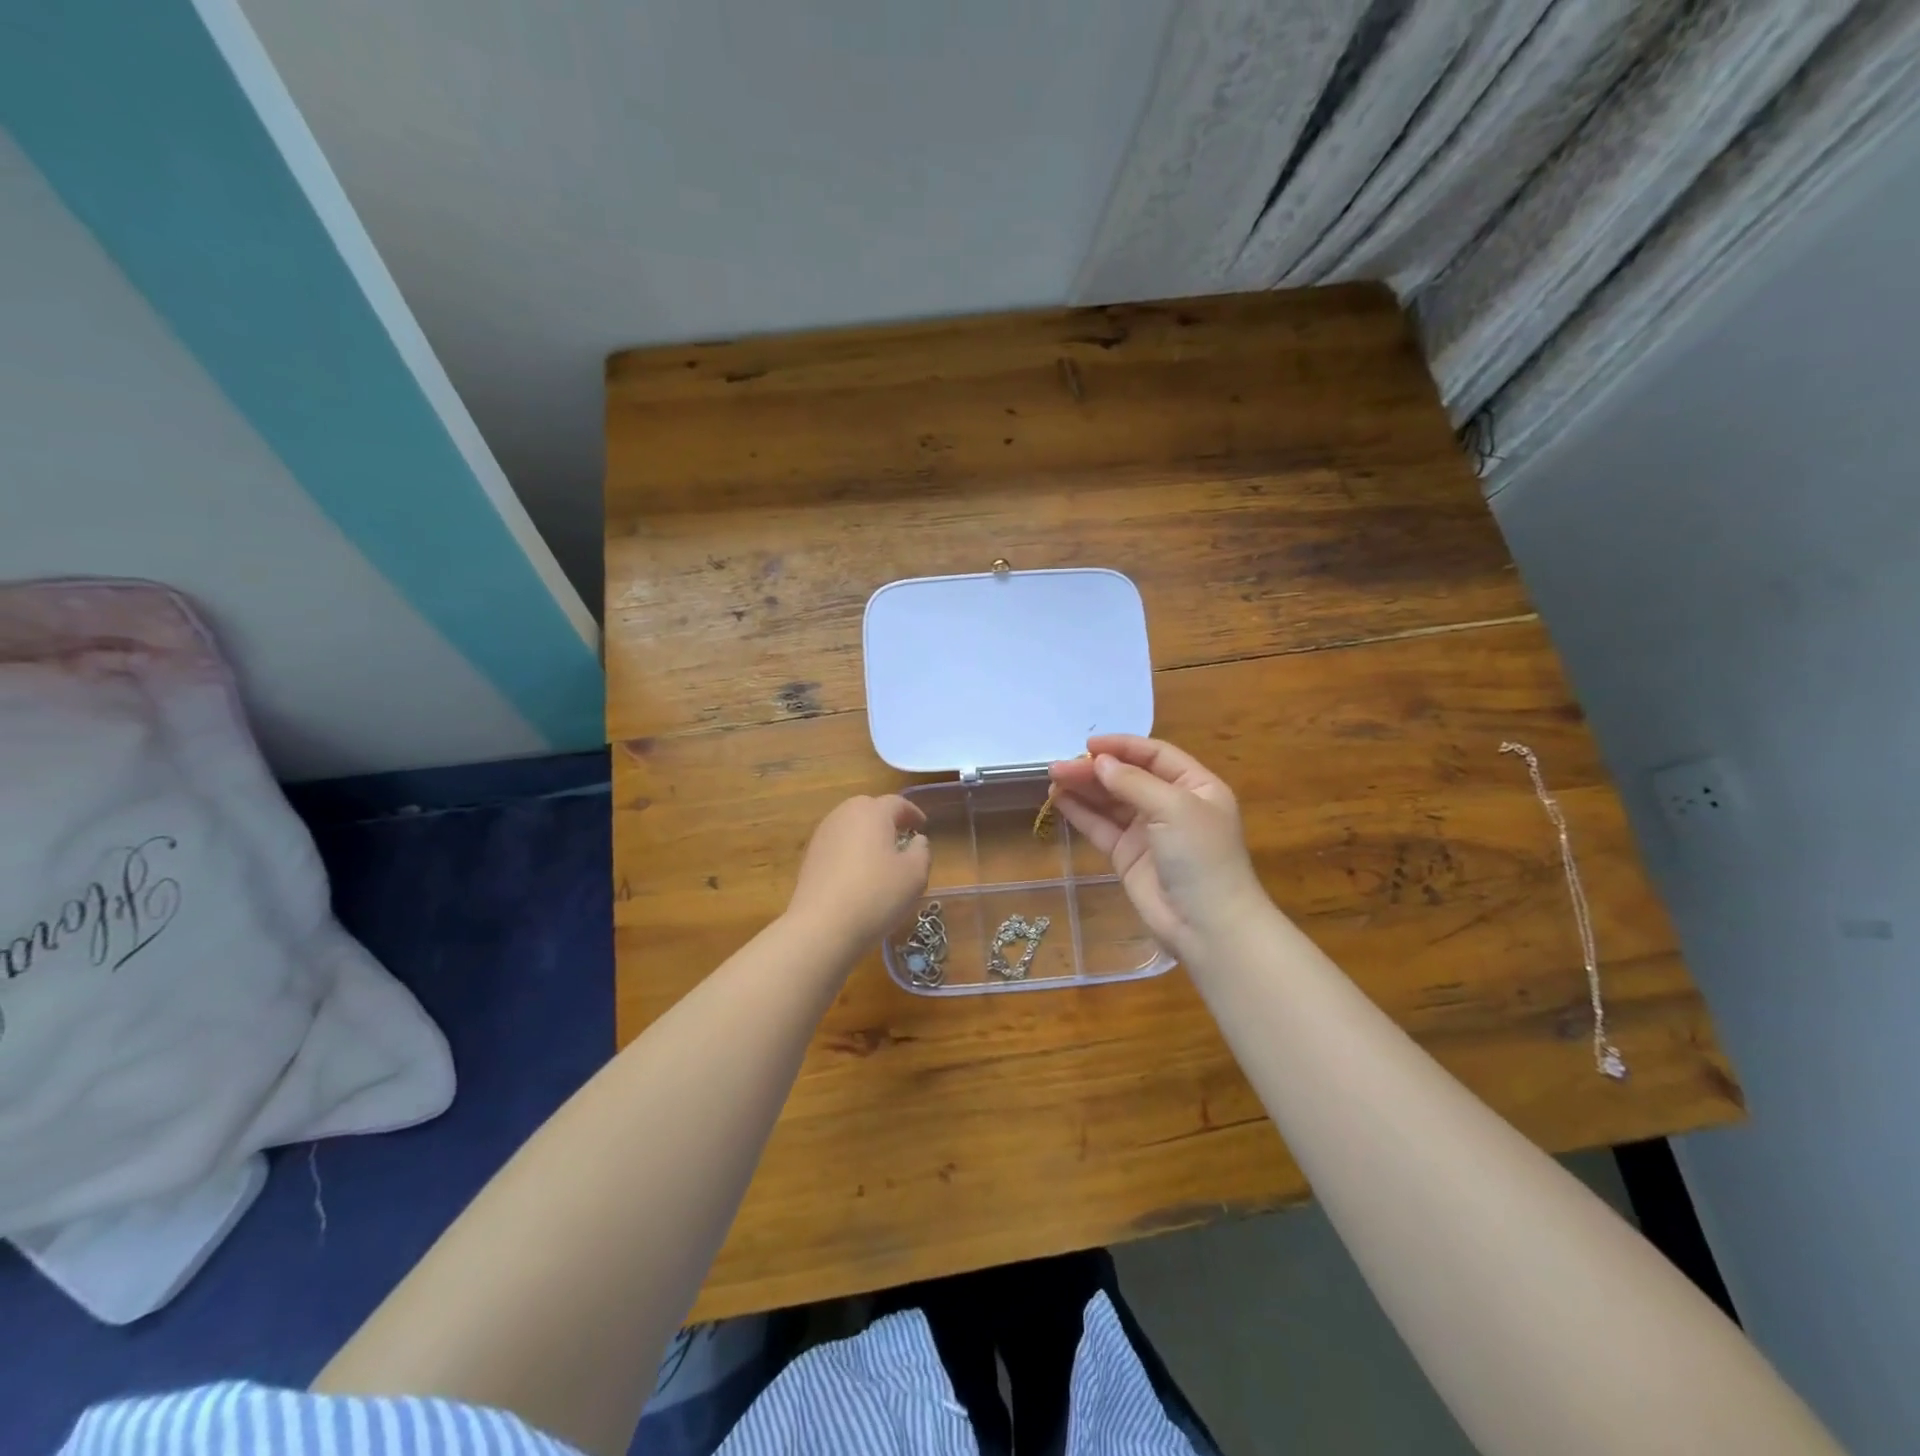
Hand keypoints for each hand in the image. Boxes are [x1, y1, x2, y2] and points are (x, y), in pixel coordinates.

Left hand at [784, 795, 930, 954]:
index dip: (913, 813)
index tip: (923, 827)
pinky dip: (850, 850)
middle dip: (887, 819)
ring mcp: (823, 835)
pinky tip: (858, 873)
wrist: (822, 926)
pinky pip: (837, 844)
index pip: (897, 803)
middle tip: (901, 838)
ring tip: (880, 856)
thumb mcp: (915, 875)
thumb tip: (916, 841)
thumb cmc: (876, 895)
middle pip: (869, 808)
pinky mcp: (809, 857)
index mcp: (872, 812)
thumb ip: (922, 852)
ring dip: (867, 835)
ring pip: (850, 825)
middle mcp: (844, 815)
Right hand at [1049, 735, 1268, 963]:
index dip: (1122, 746)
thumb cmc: (1201, 857)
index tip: (1088, 745)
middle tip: (1059, 767)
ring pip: (1110, 801)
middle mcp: (1172, 804)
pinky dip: (1080, 813)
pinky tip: (1059, 800)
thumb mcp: (1174, 808)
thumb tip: (1099, 762)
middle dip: (1095, 769)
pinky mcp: (1128, 856)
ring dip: (1083, 788)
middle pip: (1128, 777)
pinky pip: (1101, 827)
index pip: (1155, 755)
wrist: (1207, 925)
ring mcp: (1148, 832)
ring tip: (1052, 779)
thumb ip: (1133, 782)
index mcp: (1196, 786)